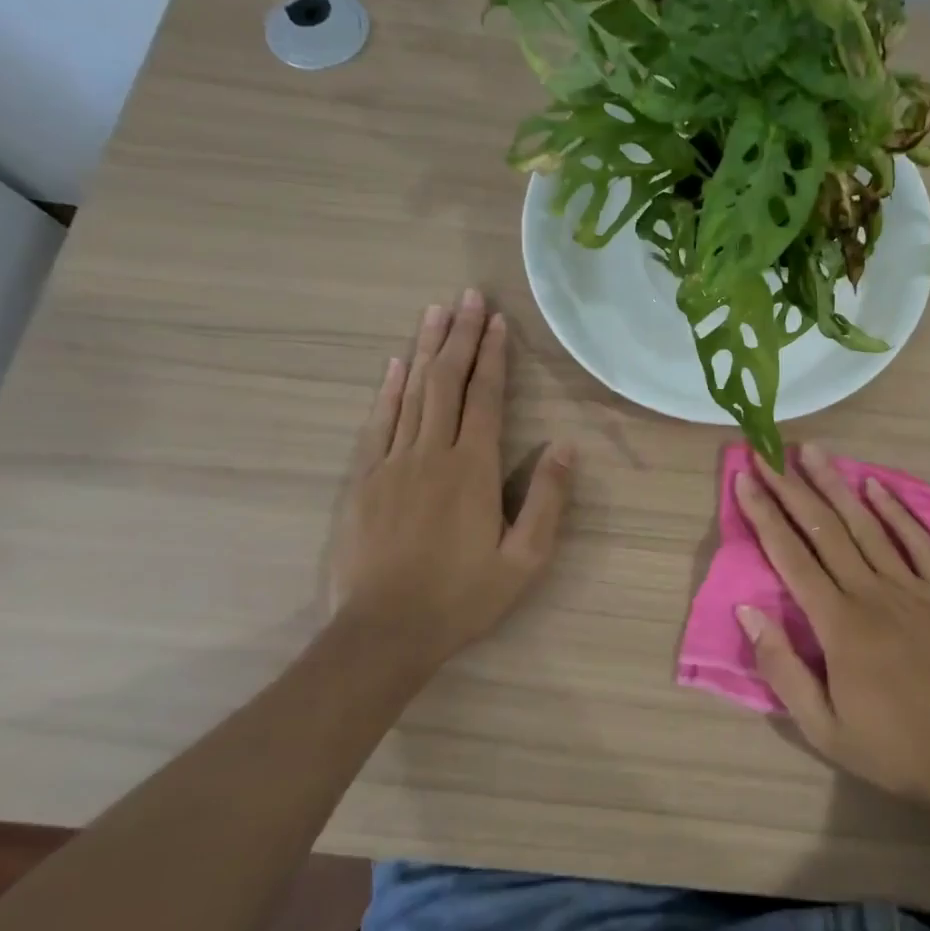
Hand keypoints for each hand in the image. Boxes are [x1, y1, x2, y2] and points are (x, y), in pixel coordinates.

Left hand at [328, 291, 573, 674]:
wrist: (382, 633)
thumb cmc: (462, 597)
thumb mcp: (524, 559)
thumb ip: (546, 500)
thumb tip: (566, 447)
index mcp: (472, 469)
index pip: (484, 397)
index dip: (492, 356)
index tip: (496, 320)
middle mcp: (431, 453)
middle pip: (445, 382)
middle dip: (458, 336)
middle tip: (467, 296)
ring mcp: (391, 464)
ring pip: (410, 393)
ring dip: (424, 350)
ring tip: (435, 313)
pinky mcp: (363, 480)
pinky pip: (378, 422)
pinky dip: (387, 389)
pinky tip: (394, 365)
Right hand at [733, 444, 929, 812]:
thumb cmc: (894, 749)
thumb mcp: (823, 728)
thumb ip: (782, 668)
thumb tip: (747, 609)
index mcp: (839, 625)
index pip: (791, 557)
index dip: (765, 515)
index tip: (746, 479)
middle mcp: (873, 593)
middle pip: (825, 529)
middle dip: (792, 488)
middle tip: (769, 453)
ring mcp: (913, 588)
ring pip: (868, 525)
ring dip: (837, 485)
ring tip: (813, 452)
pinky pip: (919, 541)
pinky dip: (896, 510)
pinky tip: (876, 486)